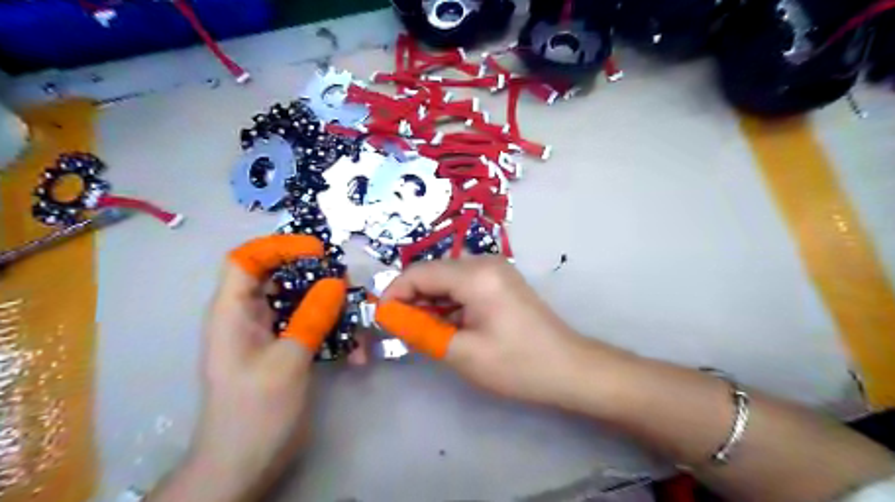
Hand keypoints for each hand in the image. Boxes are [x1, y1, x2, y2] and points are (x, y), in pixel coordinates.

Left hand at [148, 235, 343, 501]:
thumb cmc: (254, 413)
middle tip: (348, 286)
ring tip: (359, 320)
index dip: (279, 246)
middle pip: (282, 276)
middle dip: (317, 276)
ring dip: (334, 307)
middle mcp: (250, 316)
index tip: (317, 251)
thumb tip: (336, 282)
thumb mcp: (286, 362)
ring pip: (304, 301)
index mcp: (233, 312)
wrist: (245, 463)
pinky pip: (314, 325)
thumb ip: (311, 318)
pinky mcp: (288, 348)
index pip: (246, 259)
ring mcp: (271, 333)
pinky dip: (336, 332)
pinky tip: (356, 353)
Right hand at [379, 256, 591, 405]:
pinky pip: (464, 284)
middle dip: (412, 298)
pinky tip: (446, 324)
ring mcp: (496, 269)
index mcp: (475, 275)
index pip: (419, 273)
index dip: (395, 293)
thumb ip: (421, 331)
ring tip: (421, 330)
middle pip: (433, 272)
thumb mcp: (462, 353)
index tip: (381, 318)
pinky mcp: (501, 281)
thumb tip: (389, 318)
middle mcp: (485, 262)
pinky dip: (449, 302)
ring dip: (430, 301)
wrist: (569, 368)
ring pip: (447, 278)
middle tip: (400, 328)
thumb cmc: (517, 364)